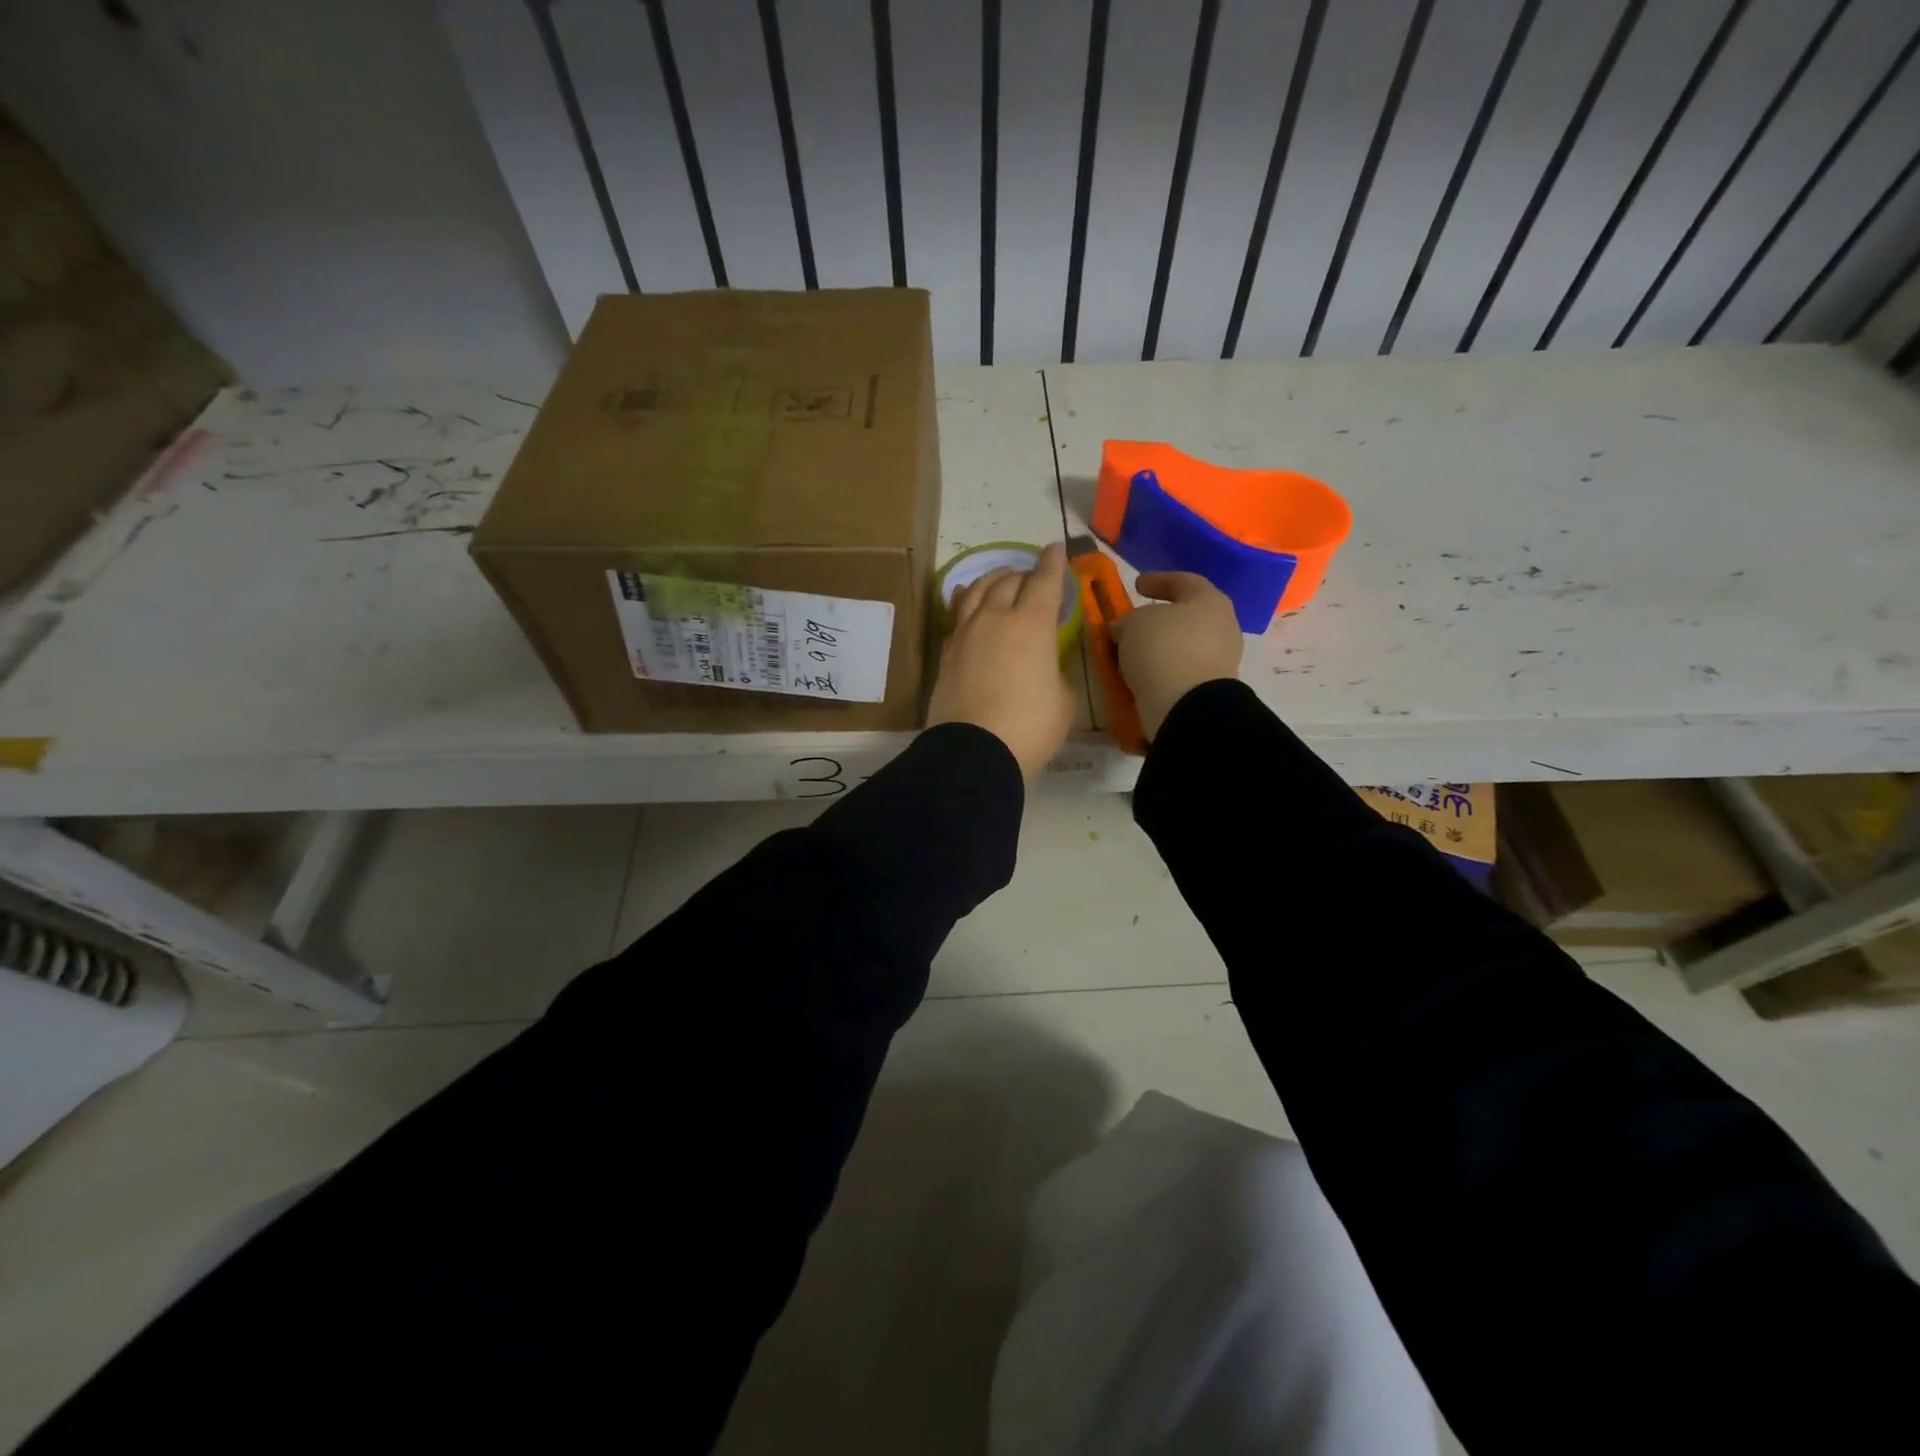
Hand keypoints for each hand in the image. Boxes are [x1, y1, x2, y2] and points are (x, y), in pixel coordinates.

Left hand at [927, 543, 1075, 780]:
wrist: (973, 752)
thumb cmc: (1030, 727)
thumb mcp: (1062, 700)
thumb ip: (1056, 672)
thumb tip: (1043, 667)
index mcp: (1031, 624)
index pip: (1044, 581)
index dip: (1053, 563)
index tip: (1055, 549)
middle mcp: (996, 618)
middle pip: (1009, 581)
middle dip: (1024, 574)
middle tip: (1032, 578)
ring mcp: (965, 633)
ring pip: (977, 590)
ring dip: (992, 579)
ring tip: (1000, 579)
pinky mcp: (946, 652)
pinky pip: (957, 614)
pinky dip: (965, 601)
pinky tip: (966, 600)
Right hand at [1112, 571, 1242, 738]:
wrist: (1187, 706)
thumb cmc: (1163, 648)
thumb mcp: (1133, 624)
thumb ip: (1127, 620)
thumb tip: (1124, 628)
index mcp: (1210, 600)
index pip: (1184, 581)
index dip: (1158, 580)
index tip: (1136, 585)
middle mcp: (1222, 626)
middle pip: (1186, 615)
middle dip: (1158, 618)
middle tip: (1132, 622)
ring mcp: (1220, 660)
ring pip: (1182, 645)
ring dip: (1157, 647)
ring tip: (1130, 652)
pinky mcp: (1210, 688)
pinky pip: (1180, 670)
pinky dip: (1160, 669)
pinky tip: (1139, 673)